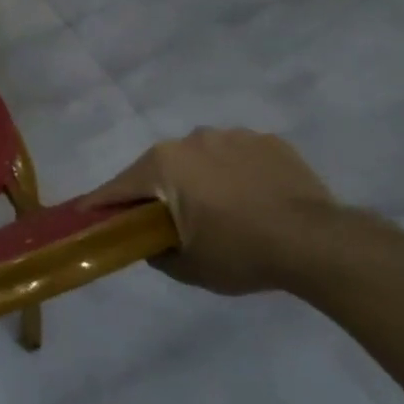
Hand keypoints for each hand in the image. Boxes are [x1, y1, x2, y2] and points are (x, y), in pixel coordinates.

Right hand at [81, 128, 339, 294]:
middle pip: (159, 168)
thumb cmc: (240, 253)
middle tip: (164, 220)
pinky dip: (235, 174)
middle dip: (156, 191)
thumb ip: (155, 252)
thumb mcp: (186, 267)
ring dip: (198, 179)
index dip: (100, 204)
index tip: (84, 214)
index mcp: (162, 165)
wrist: (318, 244)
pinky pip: (237, 157)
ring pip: (200, 159)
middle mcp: (191, 140)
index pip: (118, 187)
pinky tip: (251, 199)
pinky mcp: (269, 141)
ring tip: (218, 209)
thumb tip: (150, 242)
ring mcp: (233, 136)